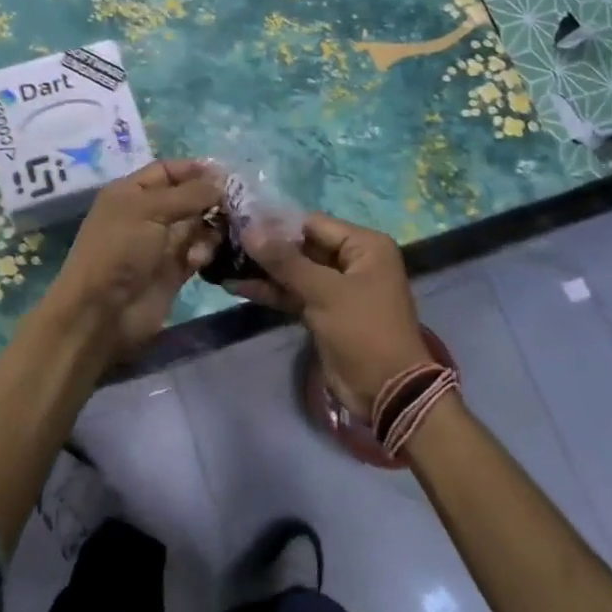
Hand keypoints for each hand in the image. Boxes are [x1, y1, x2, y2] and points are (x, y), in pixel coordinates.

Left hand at [42, 159, 221, 362]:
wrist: (102, 312)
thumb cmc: (119, 249)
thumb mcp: (150, 210)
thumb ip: (189, 193)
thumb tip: (222, 178)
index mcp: (131, 192)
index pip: (167, 171)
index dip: (194, 169)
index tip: (227, 174)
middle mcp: (147, 214)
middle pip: (187, 197)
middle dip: (211, 198)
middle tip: (238, 204)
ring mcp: (161, 244)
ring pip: (198, 225)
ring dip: (211, 227)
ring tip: (220, 233)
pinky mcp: (174, 271)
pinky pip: (199, 252)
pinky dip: (205, 251)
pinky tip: (199, 258)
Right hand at [236, 213, 430, 413]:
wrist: (386, 391)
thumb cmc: (363, 330)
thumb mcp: (324, 292)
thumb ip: (285, 261)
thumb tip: (249, 230)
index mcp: (364, 245)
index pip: (313, 223)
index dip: (276, 222)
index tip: (239, 219)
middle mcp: (352, 261)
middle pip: (302, 246)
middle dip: (266, 246)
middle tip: (225, 239)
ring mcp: (337, 288)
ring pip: (295, 271)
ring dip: (264, 270)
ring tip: (224, 261)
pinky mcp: (324, 312)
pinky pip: (294, 293)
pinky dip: (270, 291)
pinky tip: (236, 286)